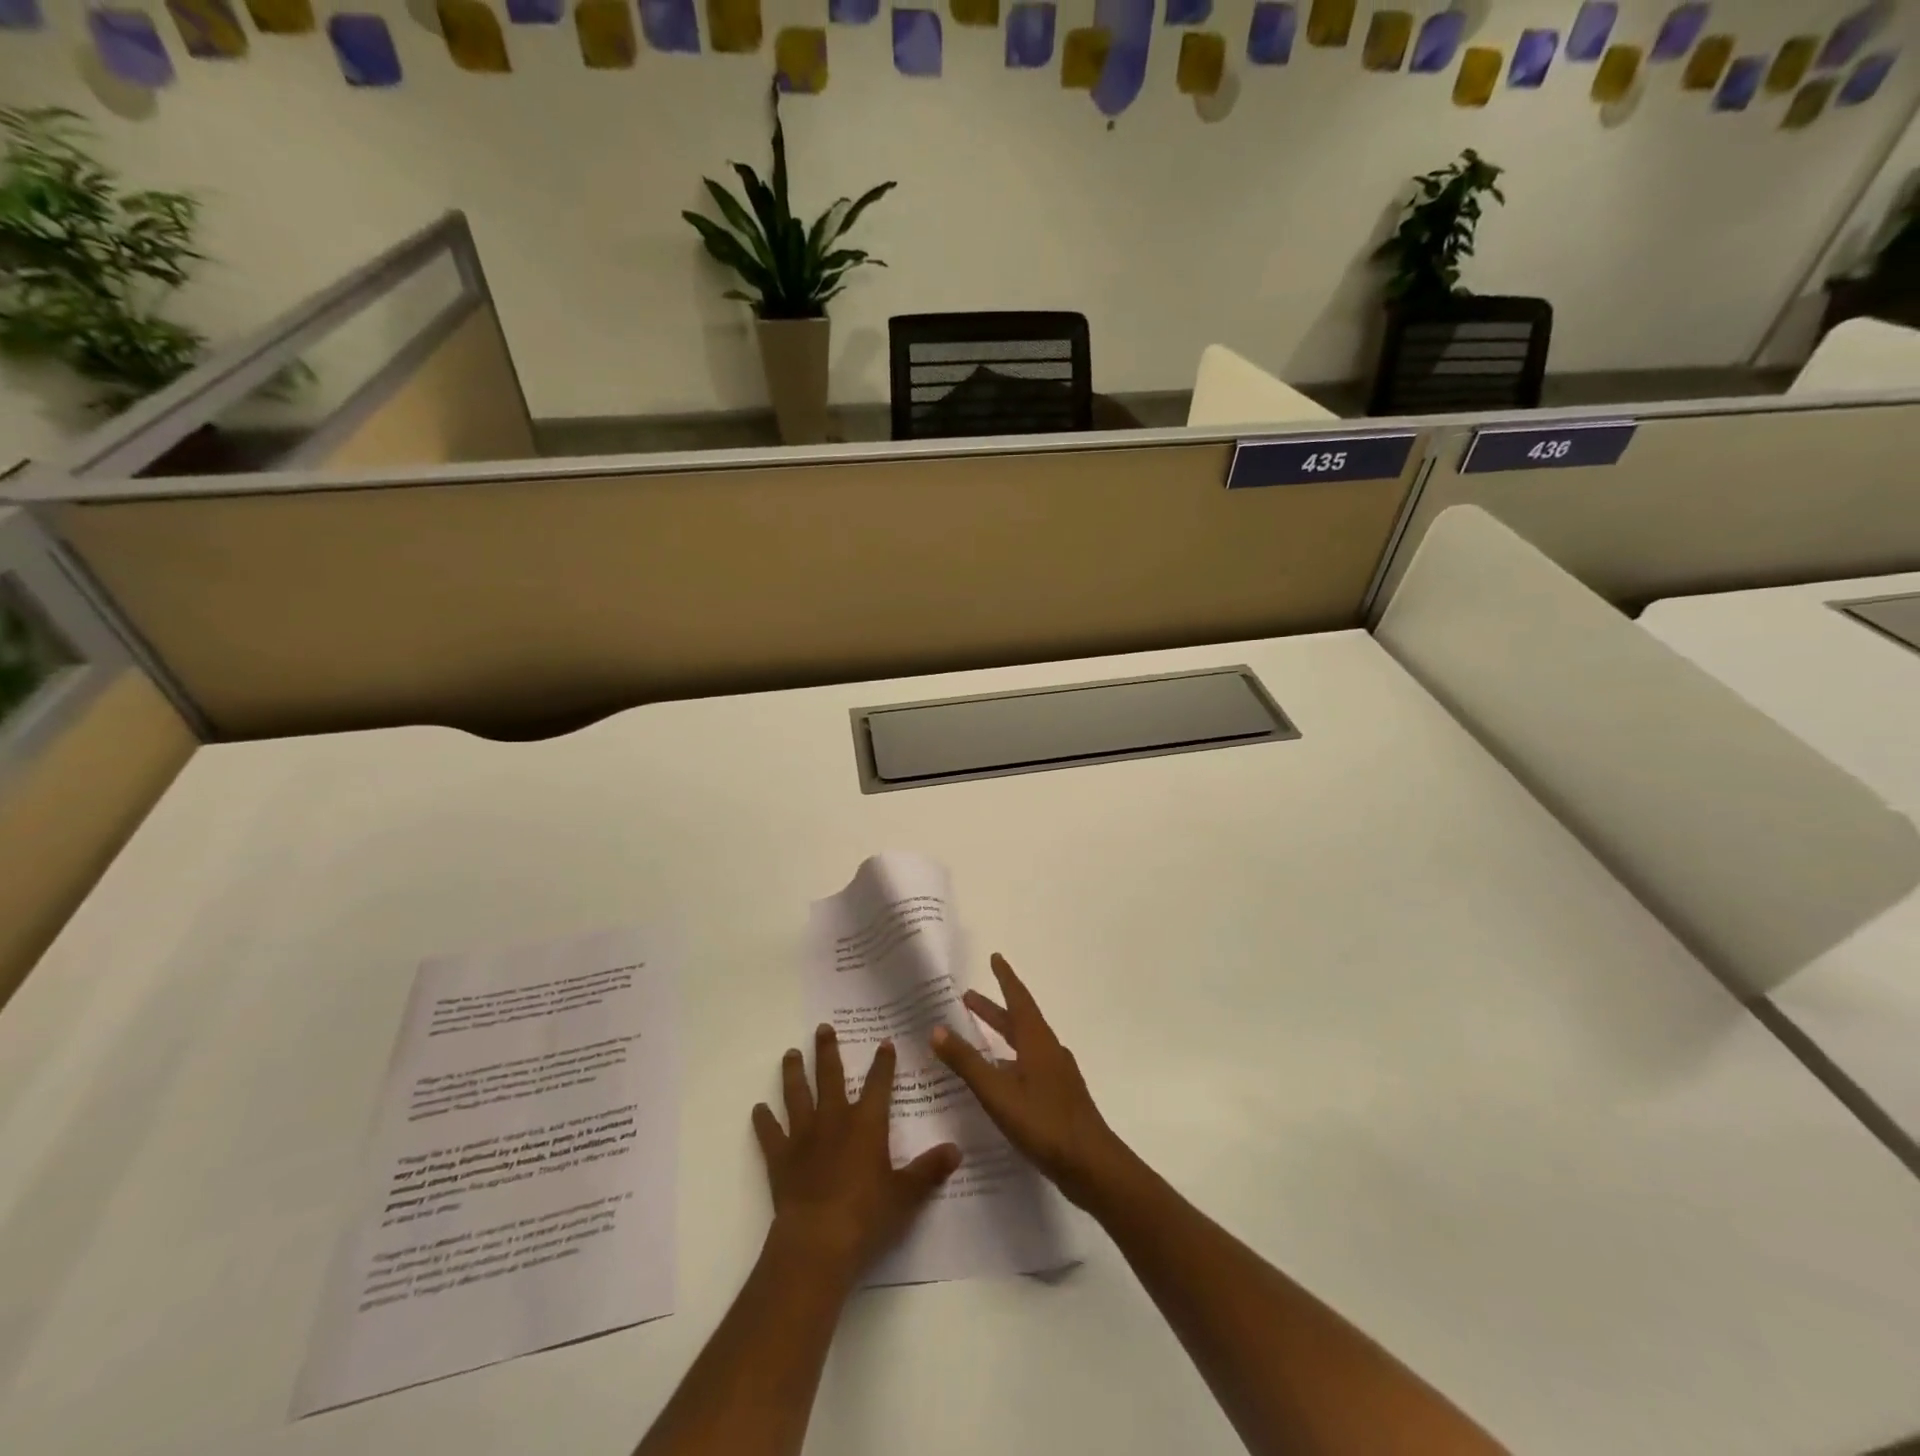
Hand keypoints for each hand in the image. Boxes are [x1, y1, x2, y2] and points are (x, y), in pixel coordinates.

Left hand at [753, 1024, 960, 1286]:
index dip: (883, 1063)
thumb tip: (956, 1150)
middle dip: (827, 1051)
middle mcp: (834, 1119)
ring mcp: (803, 1136)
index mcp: (866, 1123)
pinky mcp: (780, 1158)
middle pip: (830, 1076)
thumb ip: (929, 1170)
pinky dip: (764, 1121)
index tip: (884, 1042)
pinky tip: (758, 1109)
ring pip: (797, 1095)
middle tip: (822, 1028)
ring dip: (793, 1073)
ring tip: (790, 1053)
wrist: (817, 1241)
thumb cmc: (866, 1215)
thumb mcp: (906, 1194)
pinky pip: (770, 1133)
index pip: (878, 1084)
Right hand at [931, 954, 1124, 1208]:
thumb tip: (937, 1029)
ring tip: (977, 1036)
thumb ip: (966, 1062)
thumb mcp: (997, 1092)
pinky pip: (1029, 1065)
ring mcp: (1056, 1074)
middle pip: (1019, 1021)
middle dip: (994, 1009)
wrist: (1092, 1165)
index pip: (1019, 999)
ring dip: (1001, 1035)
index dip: (1005, 978)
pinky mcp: (1059, 1096)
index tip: (995, 957)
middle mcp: (1048, 1050)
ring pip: (1024, 1044)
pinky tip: (999, 1078)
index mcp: (1037, 1041)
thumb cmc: (1044, 1122)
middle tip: (969, 998)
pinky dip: (1010, 1060)